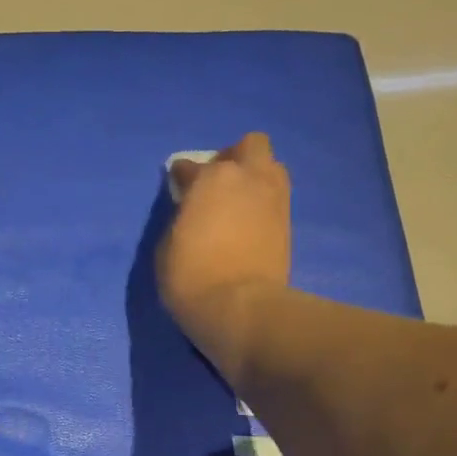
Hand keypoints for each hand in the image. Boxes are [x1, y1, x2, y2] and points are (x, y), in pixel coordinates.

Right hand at [157, 132, 291, 361]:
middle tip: (217, 182)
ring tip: (238, 202)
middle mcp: (247, 178)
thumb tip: (190, 211)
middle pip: (249, 146)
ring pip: (271, 168)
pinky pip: (277, 197)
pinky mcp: (289, 223)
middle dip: (233, 157)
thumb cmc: (192, 277)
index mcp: (211, 178)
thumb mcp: (167, 245)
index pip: (190, 166)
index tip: (178, 187)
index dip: (181, 176)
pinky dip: (263, 202)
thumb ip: (180, 217)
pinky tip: (250, 221)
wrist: (241, 309)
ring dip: (255, 177)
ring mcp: (274, 198)